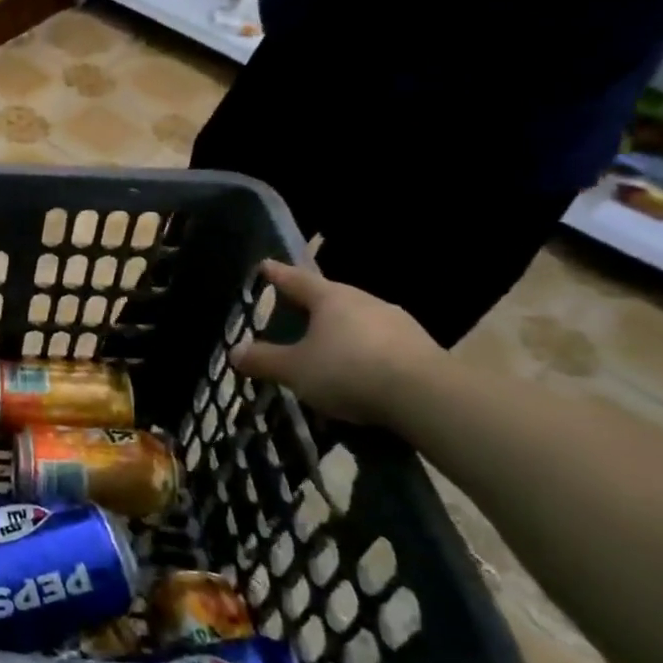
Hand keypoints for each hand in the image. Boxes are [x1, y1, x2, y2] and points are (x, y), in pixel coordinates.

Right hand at [229, 260, 441, 423]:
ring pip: (358, 319)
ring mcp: (397, 322)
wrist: (428, 397)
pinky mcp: (420, 347)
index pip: (296, 278)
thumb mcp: (295, 370)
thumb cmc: (349, 371)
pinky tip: (359, 370)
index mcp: (330, 298)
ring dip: (341, 329)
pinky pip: (380, 342)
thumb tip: (234, 352)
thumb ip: (264, 361)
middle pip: (330, 297)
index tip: (265, 265)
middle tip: (293, 312)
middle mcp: (364, 300)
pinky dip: (364, 350)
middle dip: (311, 304)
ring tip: (326, 347)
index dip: (277, 274)